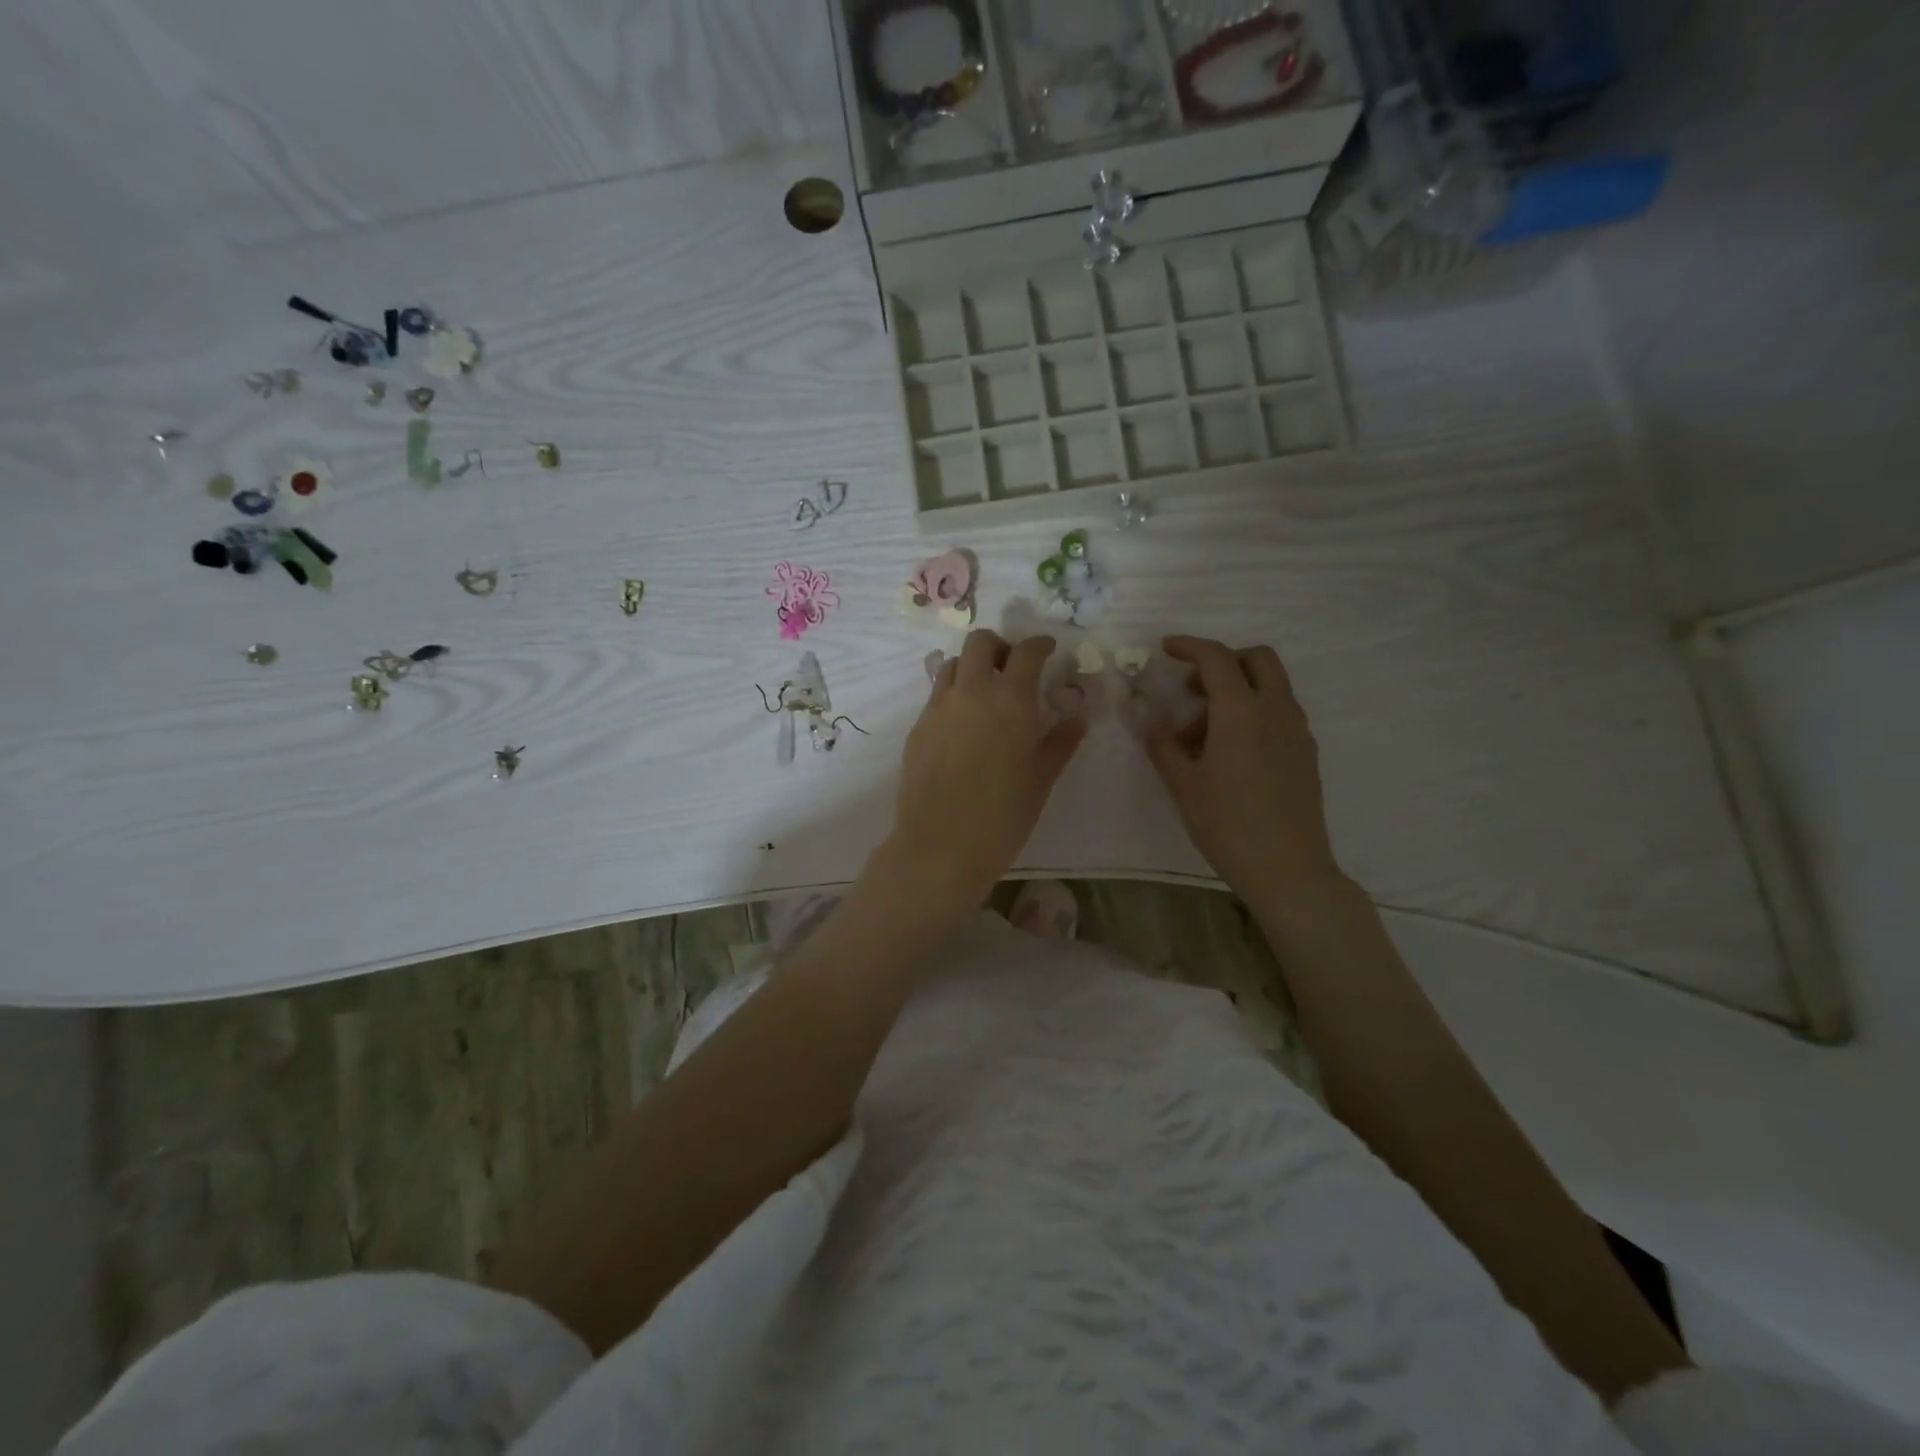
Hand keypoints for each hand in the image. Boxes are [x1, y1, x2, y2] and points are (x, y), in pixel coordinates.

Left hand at [879, 630, 1085, 914]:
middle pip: (979, 642)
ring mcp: (938, 708)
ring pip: (952, 665)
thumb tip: (1077, 717)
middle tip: (1011, 668)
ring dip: (971, 667)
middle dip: (999, 646)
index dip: (1039, 644)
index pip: (1026, 652)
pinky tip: (963, 725)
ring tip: (984, 694)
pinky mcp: (918, 728)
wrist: (941, 846)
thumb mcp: (1041, 779)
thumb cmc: (1003, 816)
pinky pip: (936, 695)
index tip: (1047, 650)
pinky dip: (953, 695)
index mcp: (1010, 700)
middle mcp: (971, 692)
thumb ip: (1061, 742)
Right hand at [1144, 635, 1341, 901]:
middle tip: (1193, 688)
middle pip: (1258, 659)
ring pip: (1271, 686)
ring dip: (1237, 690)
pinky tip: (1232, 752)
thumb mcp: (1183, 784)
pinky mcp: (1306, 752)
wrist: (1287, 868)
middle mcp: (1276, 710)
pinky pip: (1279, 712)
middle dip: (1223, 661)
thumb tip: (1150, 716)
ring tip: (1204, 734)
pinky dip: (1254, 712)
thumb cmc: (1227, 824)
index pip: (1216, 658)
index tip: (1167, 648)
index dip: (1190, 646)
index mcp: (1241, 712)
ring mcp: (1297, 731)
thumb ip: (1163, 744)